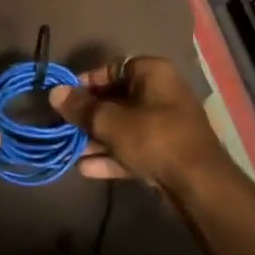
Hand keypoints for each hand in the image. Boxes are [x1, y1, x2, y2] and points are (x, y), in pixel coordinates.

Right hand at [50, 57, 229, 193]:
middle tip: (64, 126)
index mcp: (152, 73)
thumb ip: (81, 107)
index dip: (86, 82)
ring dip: (97, 138)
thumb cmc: (153, 139)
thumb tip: (54, 92)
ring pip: (124, 126)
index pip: (112, 68)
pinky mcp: (167, 153)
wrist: (199, 186)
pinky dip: (112, 156)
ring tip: (70, 150)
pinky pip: (134, 148)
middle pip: (116, 99)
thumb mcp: (110, 121)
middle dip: (89, 115)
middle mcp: (161, 93)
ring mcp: (166, 125)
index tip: (65, 98)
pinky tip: (86, 169)